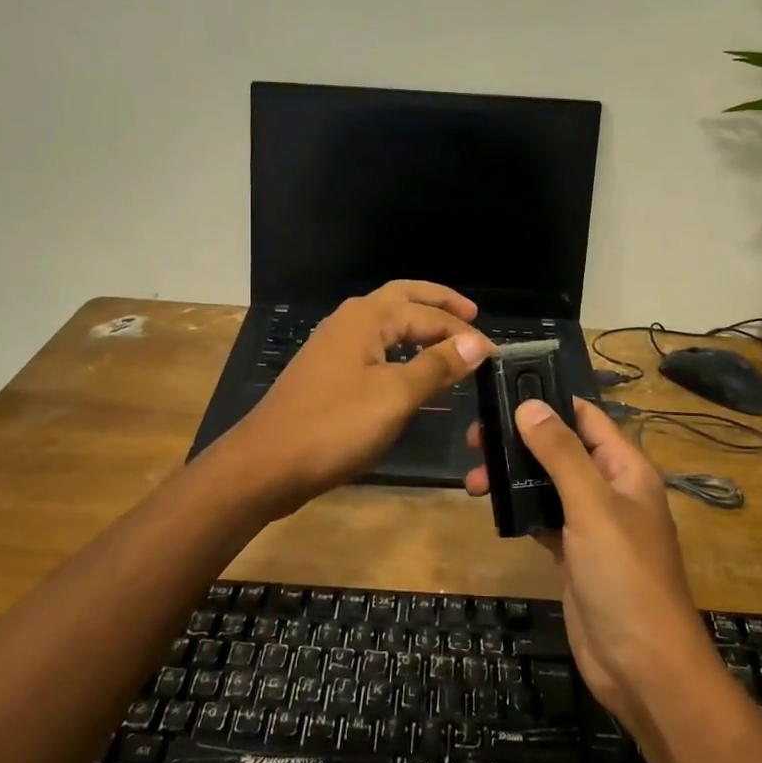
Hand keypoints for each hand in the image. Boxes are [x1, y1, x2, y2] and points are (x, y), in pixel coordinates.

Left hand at [215, 281, 492, 512]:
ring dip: (418, 323)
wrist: (266, 464)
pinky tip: (409, 367)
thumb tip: (476, 342)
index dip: (463, 332)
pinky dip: (400, 346)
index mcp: (367, 318)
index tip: (494, 354)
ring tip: (448, 339)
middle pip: (403, 298)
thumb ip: (437, 366)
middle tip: (473, 313)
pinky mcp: (327, 371)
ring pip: (386, 321)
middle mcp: (349, 320)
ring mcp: (334, 345)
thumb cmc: (335, 426)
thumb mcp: (395, 397)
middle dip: (438, 303)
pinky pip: (373, 345)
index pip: (428, 314)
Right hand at [466, 399, 720, 727]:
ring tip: (473, 478)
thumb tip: (528, 404)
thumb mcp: (592, 506)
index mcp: (626, 468)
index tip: (503, 390)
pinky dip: (519, 508)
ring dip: (513, 475)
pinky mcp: (573, 553)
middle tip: (475, 438)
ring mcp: (591, 524)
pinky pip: (543, 517)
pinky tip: (491, 505)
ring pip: (547, 483)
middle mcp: (610, 489)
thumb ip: (560, 453)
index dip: (549, 399)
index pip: (586, 417)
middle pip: (561, 448)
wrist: (642, 667)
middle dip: (521, 439)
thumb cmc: (625, 576)